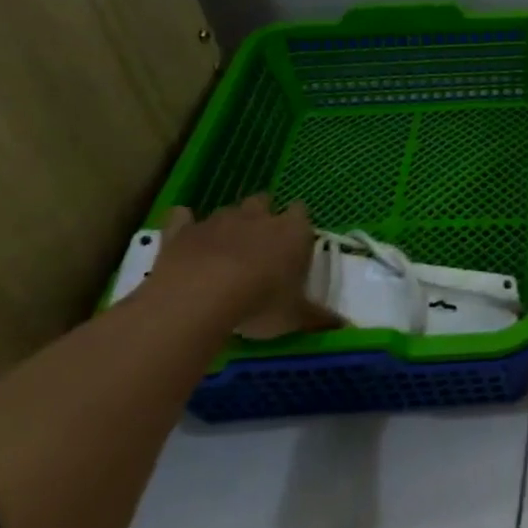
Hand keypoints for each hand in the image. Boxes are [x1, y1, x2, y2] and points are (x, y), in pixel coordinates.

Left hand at [152, 194, 339, 338]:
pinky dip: (183, 221)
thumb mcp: (295, 316)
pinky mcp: (182, 232)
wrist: (200, 298)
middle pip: (263, 201)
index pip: (301, 212)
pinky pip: (181, 217)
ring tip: (225, 247)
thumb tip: (345, 326)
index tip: (295, 239)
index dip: (298, 222)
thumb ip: (318, 317)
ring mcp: (218, 221)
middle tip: (260, 240)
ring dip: (229, 223)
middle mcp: (257, 217)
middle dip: (263, 214)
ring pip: (227, 210)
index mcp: (292, 231)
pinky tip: (183, 229)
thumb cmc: (260, 302)